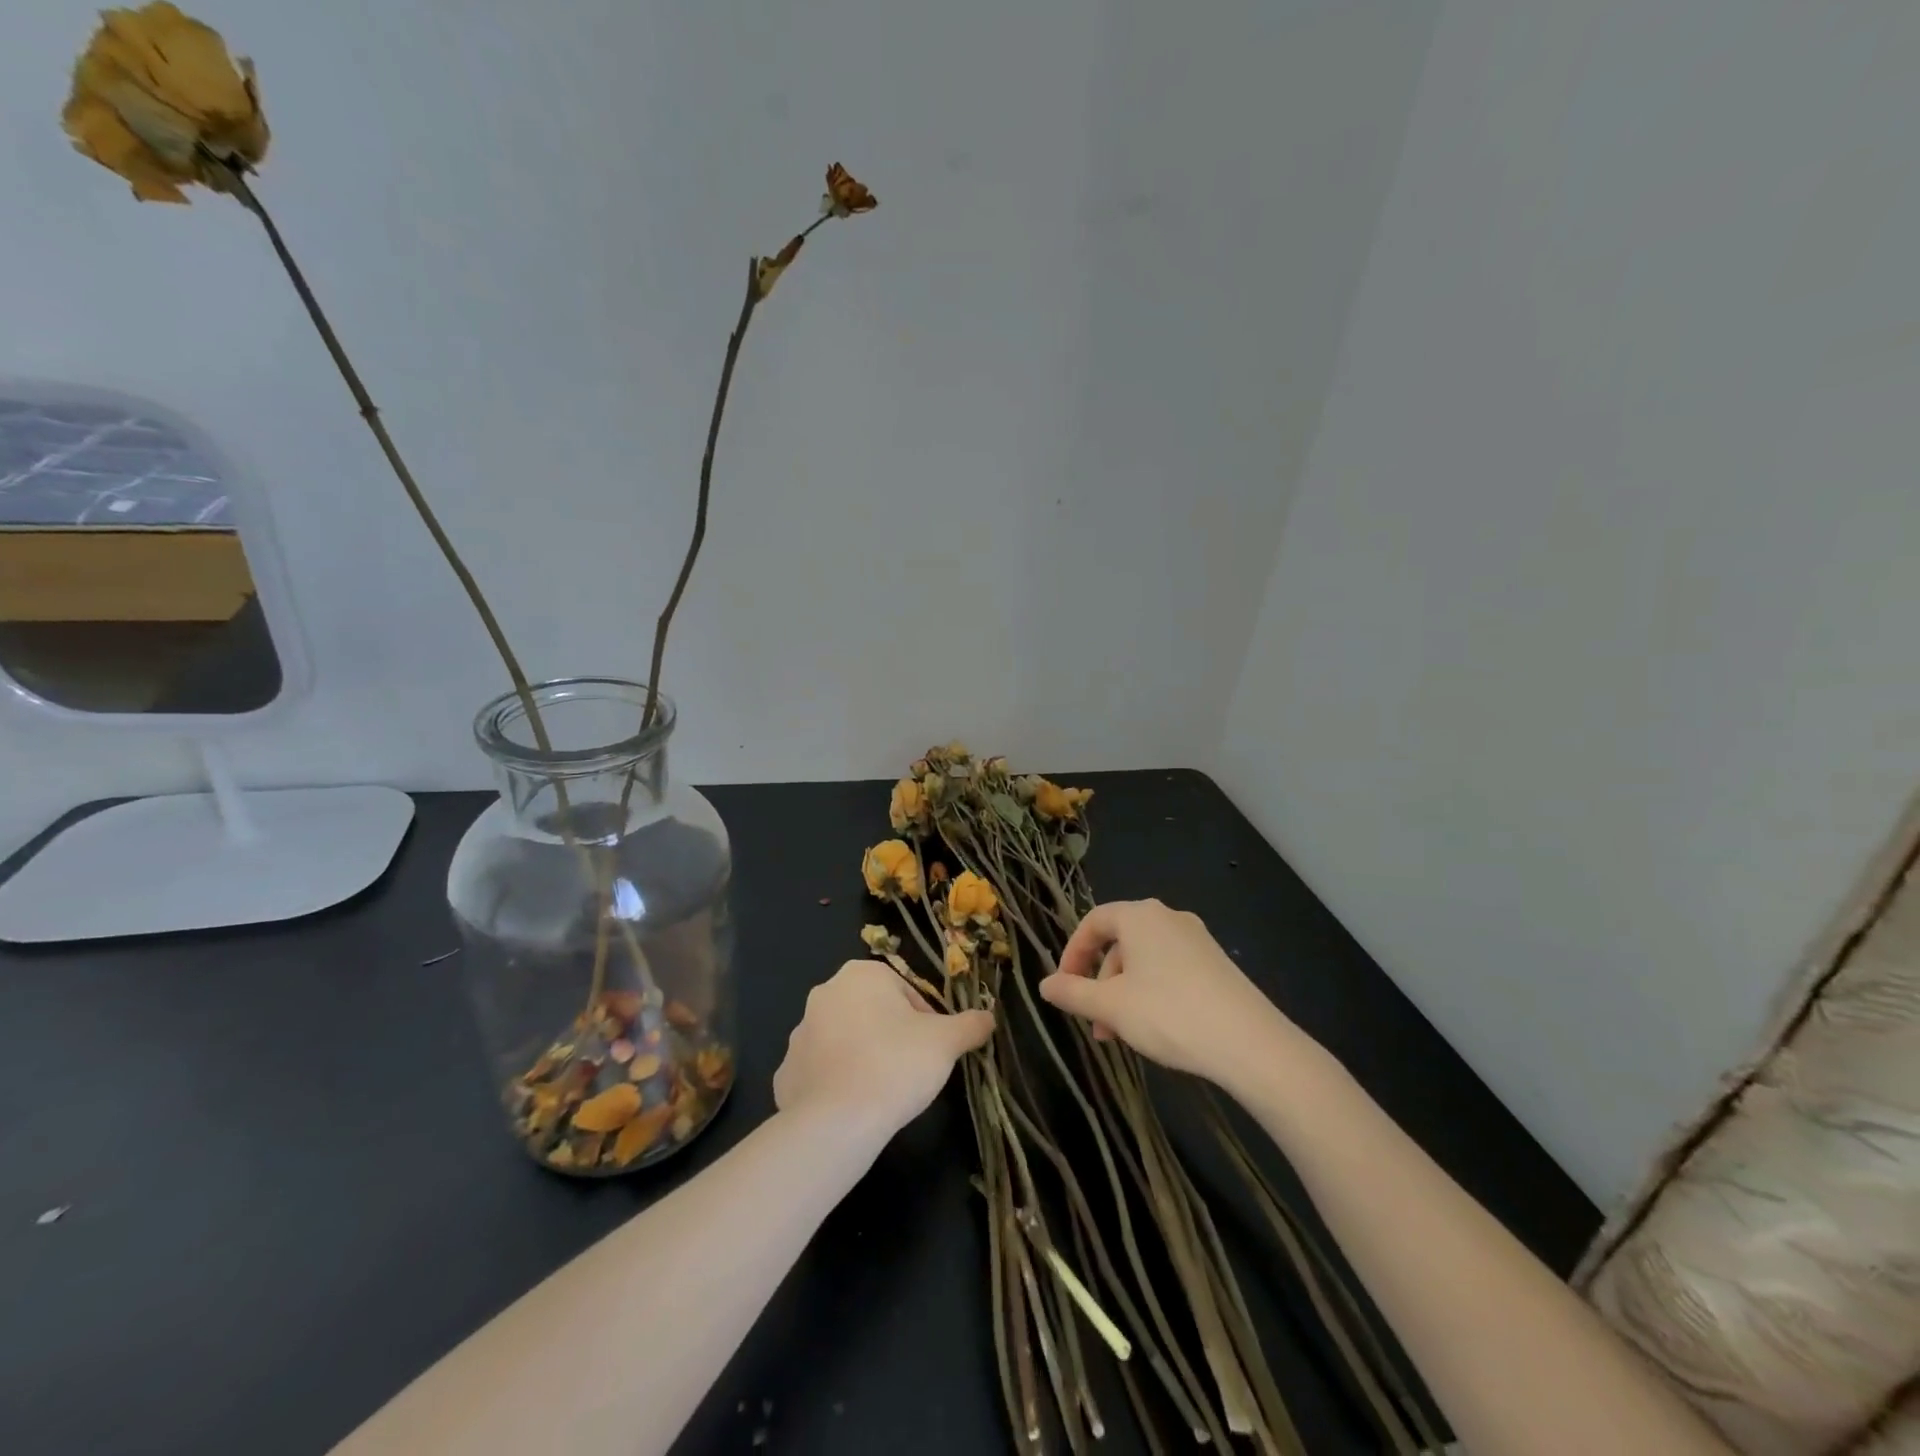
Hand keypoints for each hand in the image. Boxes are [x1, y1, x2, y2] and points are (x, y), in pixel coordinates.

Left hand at [774, 960, 993, 1137]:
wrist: (837, 1122)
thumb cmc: (896, 1065)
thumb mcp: (946, 1042)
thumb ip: (970, 1024)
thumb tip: (989, 1018)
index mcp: (862, 974)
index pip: (906, 992)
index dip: (925, 1021)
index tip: (931, 1050)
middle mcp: (825, 993)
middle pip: (873, 1012)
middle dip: (892, 1036)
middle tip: (910, 1070)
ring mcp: (800, 1033)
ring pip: (845, 1039)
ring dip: (863, 1057)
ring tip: (883, 1091)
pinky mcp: (785, 1071)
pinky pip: (820, 1071)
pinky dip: (836, 1083)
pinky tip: (853, 1107)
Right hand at [1039, 899, 1303, 1090]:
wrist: (1250, 1043)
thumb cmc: (1168, 1014)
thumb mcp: (1111, 1007)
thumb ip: (1073, 993)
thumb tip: (1044, 985)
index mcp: (1139, 916)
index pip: (1093, 922)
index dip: (1072, 952)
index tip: (1064, 986)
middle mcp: (1168, 917)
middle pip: (1120, 942)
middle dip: (1101, 982)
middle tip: (1095, 1022)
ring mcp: (1197, 939)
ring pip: (1145, 960)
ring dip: (1125, 992)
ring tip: (1122, 1034)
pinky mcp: (1217, 963)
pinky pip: (1171, 969)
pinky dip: (1152, 992)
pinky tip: (1157, 1028)